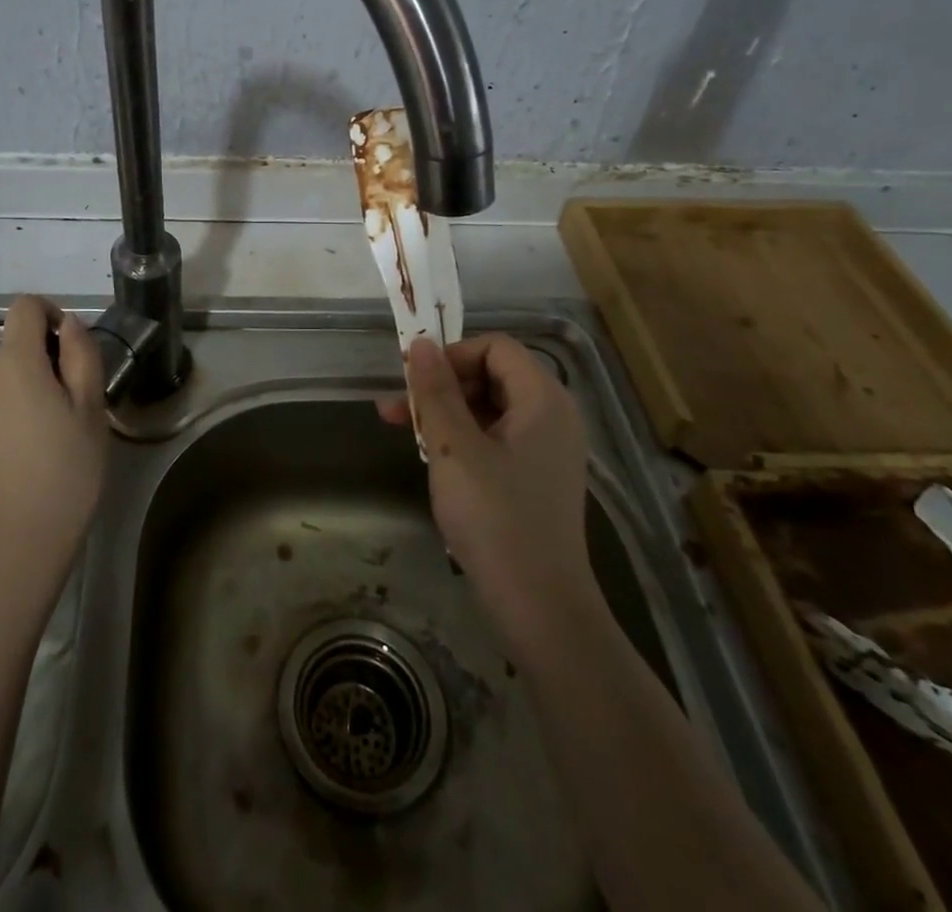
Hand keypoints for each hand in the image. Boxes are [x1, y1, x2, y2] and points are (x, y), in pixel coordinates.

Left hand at [0, 296, 108, 581]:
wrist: (12, 548)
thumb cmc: (64, 474)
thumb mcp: (91, 410)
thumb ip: (81, 356)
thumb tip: (69, 325)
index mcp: (14, 364)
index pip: (24, 307)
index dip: (53, 312)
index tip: (75, 348)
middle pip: (18, 345)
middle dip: (51, 360)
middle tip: (81, 404)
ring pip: (10, 377)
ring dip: (37, 388)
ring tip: (63, 434)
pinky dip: (20, 412)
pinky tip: (39, 453)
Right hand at [379, 334, 594, 656]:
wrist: (540, 608)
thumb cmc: (496, 519)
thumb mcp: (454, 448)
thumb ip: (436, 391)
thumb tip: (421, 343)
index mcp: (543, 400)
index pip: (496, 347)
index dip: (453, 355)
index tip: (416, 380)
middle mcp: (552, 416)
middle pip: (492, 375)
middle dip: (442, 385)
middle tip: (399, 409)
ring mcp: (547, 449)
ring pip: (490, 409)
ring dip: (446, 413)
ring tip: (404, 432)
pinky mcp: (537, 478)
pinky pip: (496, 438)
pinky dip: (463, 439)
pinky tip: (433, 459)